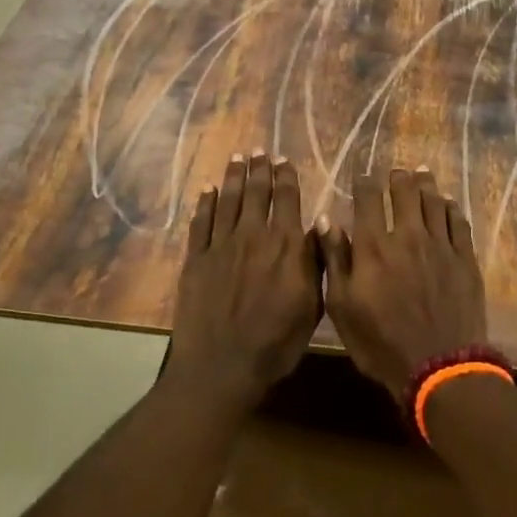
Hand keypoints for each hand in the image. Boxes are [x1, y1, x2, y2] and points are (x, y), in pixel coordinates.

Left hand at [165, 153, 321, 415]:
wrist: (222, 366)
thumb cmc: (276, 343)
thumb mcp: (312, 307)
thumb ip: (315, 263)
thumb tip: (320, 226)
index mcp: (286, 246)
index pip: (288, 200)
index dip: (285, 177)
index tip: (283, 160)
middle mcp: (254, 236)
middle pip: (256, 192)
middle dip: (258, 169)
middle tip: (258, 150)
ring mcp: (221, 245)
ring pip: (228, 200)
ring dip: (233, 177)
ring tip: (236, 158)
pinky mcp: (196, 259)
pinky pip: (200, 223)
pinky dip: (205, 204)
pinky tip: (207, 191)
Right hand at [319, 169, 489, 401]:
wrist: (440, 367)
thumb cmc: (381, 342)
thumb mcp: (343, 307)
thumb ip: (334, 260)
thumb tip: (325, 220)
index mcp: (373, 246)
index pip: (367, 199)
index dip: (363, 181)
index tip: (361, 173)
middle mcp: (407, 236)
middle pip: (404, 192)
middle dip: (397, 177)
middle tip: (395, 171)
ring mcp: (440, 245)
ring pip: (433, 201)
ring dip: (425, 184)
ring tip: (420, 173)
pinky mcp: (464, 259)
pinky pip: (458, 222)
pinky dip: (450, 207)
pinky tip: (447, 202)